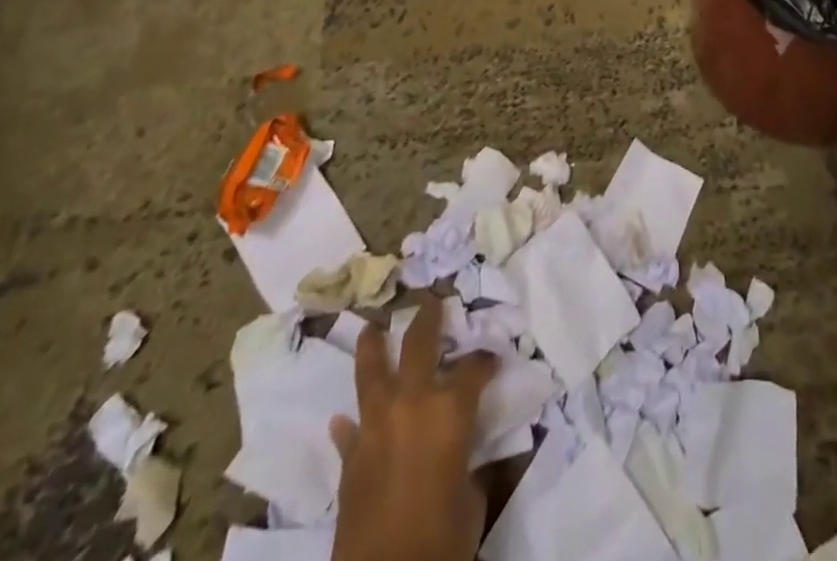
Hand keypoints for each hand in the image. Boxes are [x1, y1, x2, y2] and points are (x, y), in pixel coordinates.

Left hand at [330, 295, 499, 560]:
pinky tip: (344, 419)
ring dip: (373, 347)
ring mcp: (376, 428)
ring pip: (371, 373)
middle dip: (426, 318)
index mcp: (450, 409)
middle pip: (418, 345)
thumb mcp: (472, 501)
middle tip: (430, 299)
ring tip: (373, 327)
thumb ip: (469, 466)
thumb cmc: (442, 539)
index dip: (485, 361)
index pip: (474, 368)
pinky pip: (350, 433)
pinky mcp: (351, 461)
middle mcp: (412, 403)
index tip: (492, 359)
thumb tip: (466, 459)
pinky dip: (351, 425)